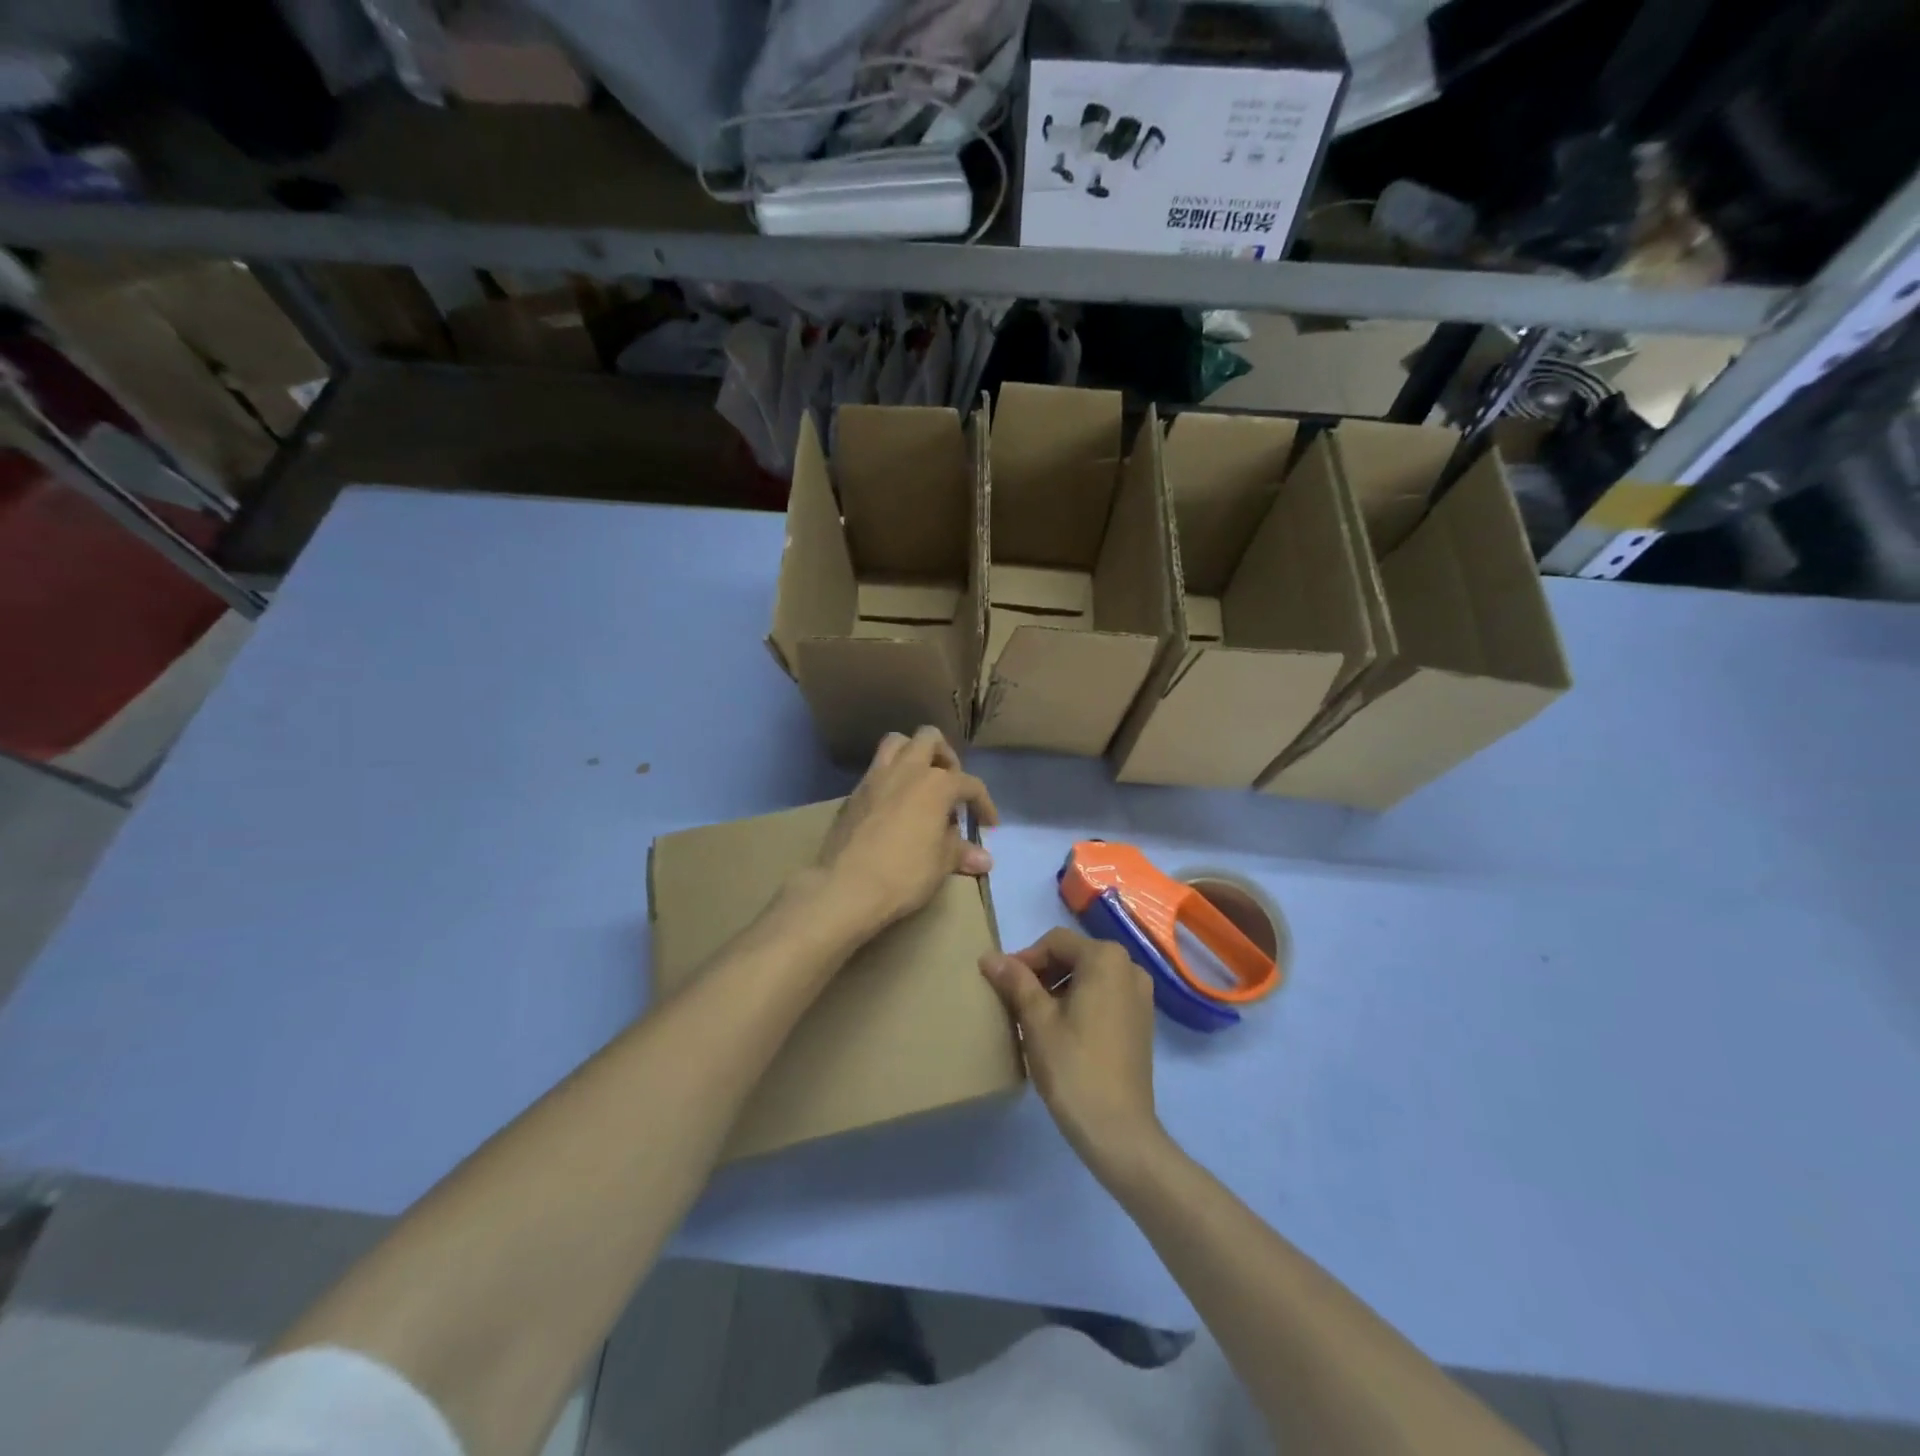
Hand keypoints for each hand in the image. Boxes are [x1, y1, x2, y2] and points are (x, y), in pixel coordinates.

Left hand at [815, 727, 998, 936]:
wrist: (845, 886)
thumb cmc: (904, 873)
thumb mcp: (940, 865)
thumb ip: (961, 852)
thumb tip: (984, 859)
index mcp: (936, 784)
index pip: (970, 784)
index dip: (984, 804)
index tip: (988, 824)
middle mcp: (906, 770)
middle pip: (929, 739)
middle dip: (945, 756)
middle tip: (950, 784)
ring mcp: (875, 777)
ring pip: (896, 742)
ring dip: (912, 753)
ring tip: (920, 781)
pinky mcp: (853, 793)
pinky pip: (875, 769)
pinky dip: (890, 777)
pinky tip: (893, 804)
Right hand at [980, 928, 1164, 1180]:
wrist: (1117, 1130)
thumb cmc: (1072, 1066)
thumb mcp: (1036, 1020)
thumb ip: (1015, 981)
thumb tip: (989, 956)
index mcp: (1106, 958)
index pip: (1055, 942)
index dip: (1025, 959)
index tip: (1002, 985)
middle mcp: (1130, 967)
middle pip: (1075, 956)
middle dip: (1042, 973)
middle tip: (1015, 1001)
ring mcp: (1141, 995)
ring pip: (1090, 977)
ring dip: (1060, 988)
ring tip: (1035, 1018)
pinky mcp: (1142, 1021)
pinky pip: (1105, 996)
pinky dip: (1081, 1003)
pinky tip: (1062, 1031)